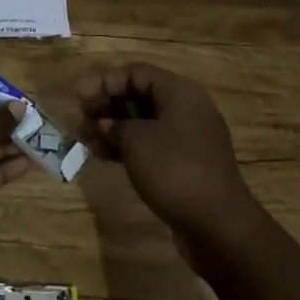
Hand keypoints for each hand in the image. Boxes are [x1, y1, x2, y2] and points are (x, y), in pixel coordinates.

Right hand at [77, 64, 263, 266]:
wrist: (219, 227)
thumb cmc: (175, 170)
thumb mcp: (136, 141)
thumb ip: (114, 126)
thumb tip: (103, 124)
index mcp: (179, 92)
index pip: (136, 72)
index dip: (105, 81)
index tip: (80, 98)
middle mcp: (186, 109)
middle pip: (140, 95)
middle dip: (108, 104)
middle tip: (82, 118)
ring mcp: (188, 139)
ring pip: (144, 122)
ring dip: (114, 128)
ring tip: (86, 139)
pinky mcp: (186, 165)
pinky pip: (152, 145)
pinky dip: (128, 147)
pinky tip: (104, 155)